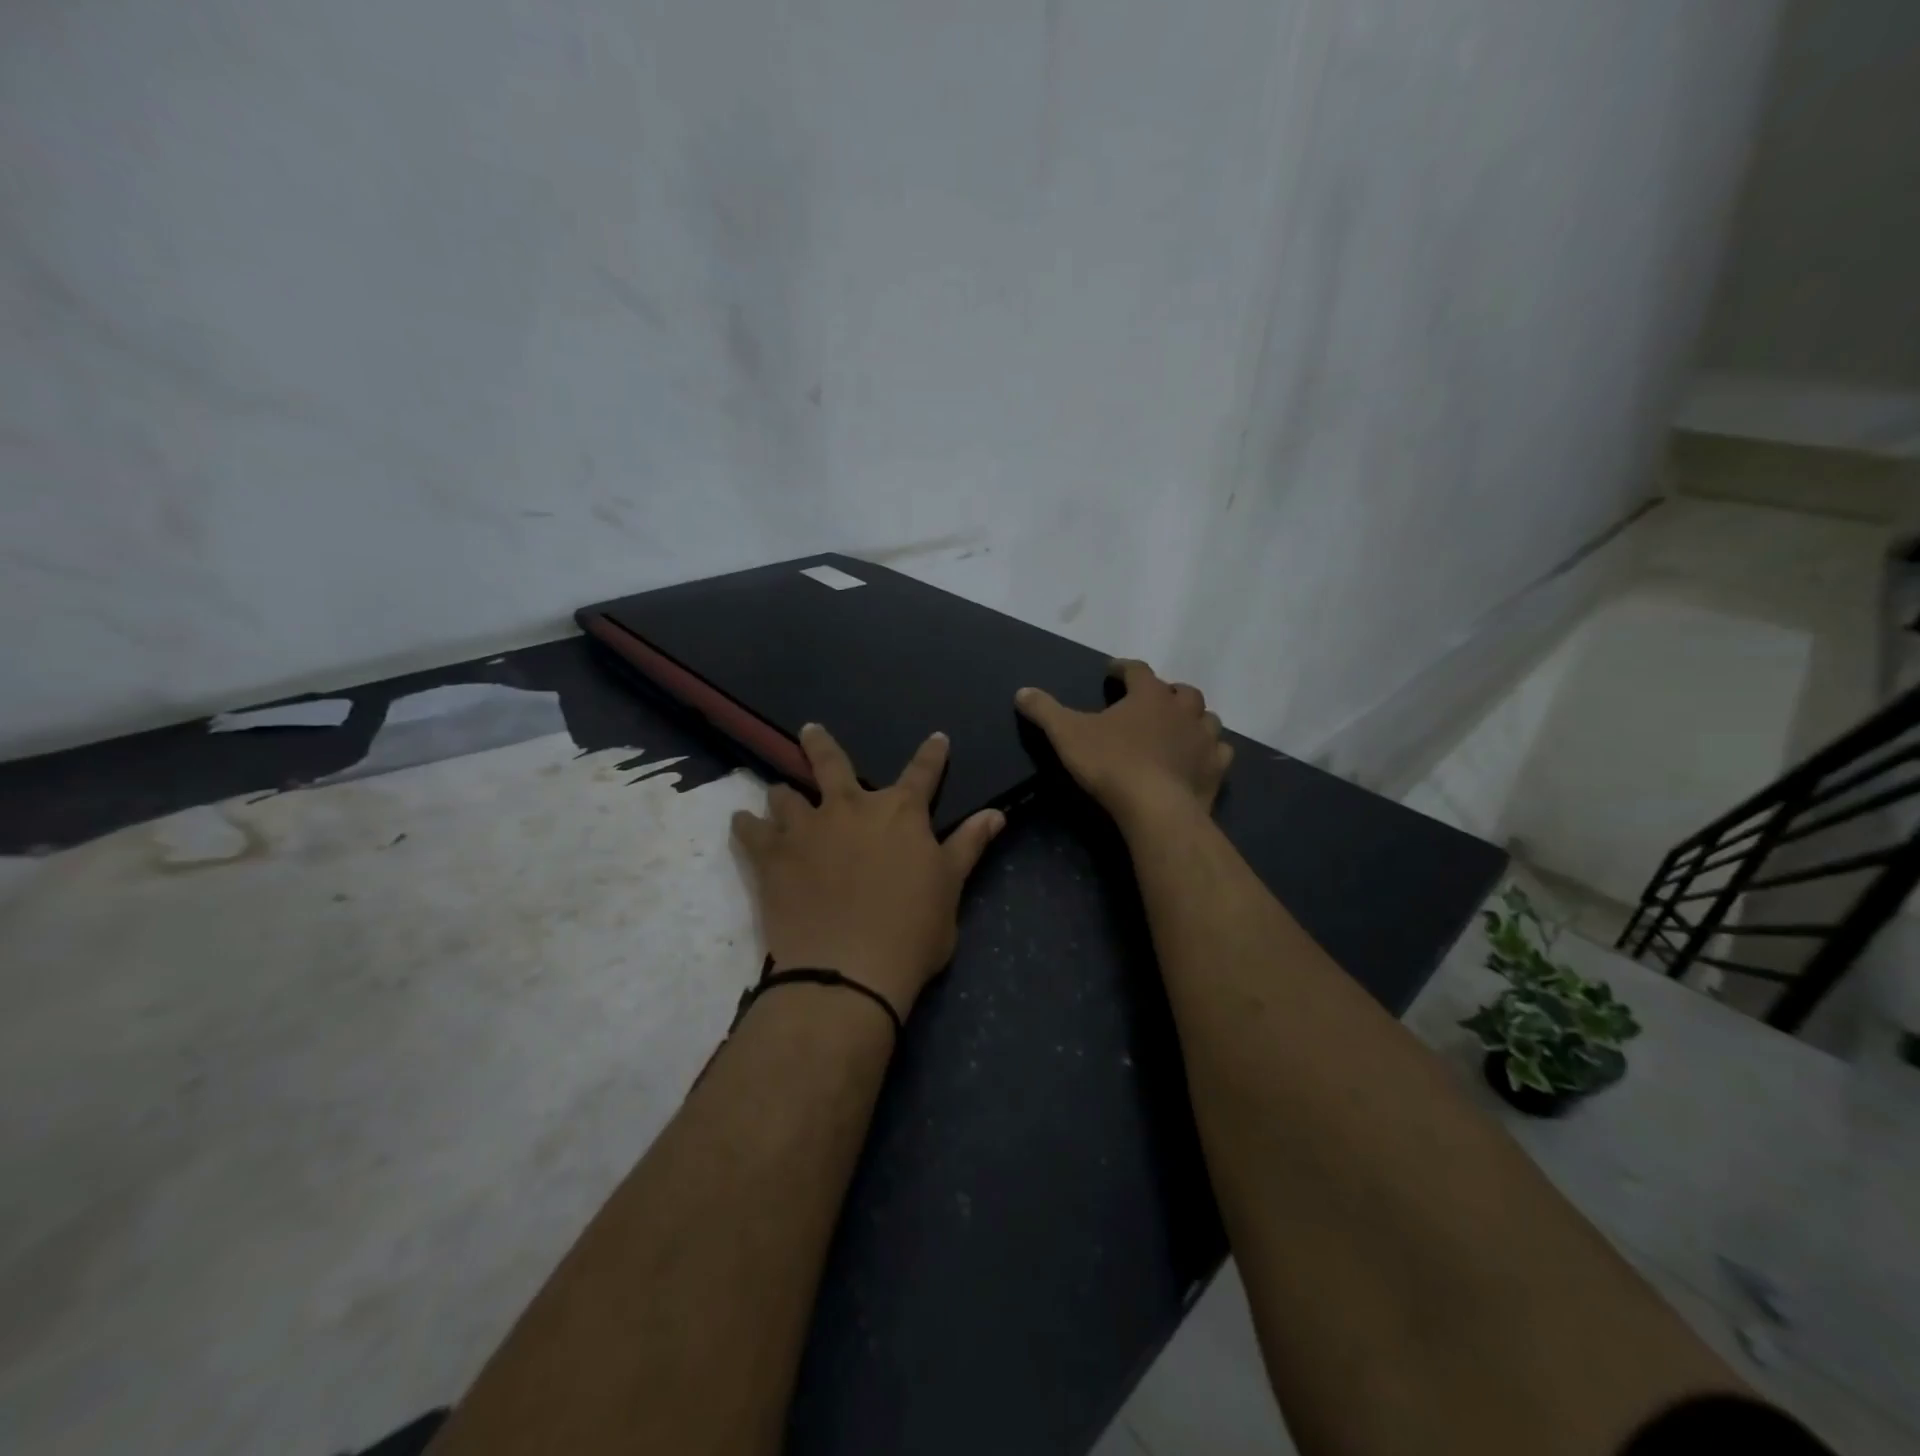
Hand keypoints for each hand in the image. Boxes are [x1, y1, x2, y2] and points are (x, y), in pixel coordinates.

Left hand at [731, 723, 1005, 1022]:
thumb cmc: (912, 931)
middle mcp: (851, 807)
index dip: (932, 755)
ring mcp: (807, 829)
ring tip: (777, 794)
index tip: (937, 738)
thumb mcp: (950, 888)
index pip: (923, 773)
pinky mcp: (772, 856)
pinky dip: (746, 825)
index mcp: (900, 813)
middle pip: (833, 763)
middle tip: (810, 730)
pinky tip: (742, 822)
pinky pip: (751, 830)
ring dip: (783, 793)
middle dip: (821, 744)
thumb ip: (969, 845)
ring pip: (785, 794)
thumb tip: (997, 813)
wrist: (848, 970)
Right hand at [1015, 659, 1232, 830]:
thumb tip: (1022, 692)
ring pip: (1207, 718)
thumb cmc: (1111, 764)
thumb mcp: (1067, 735)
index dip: (1124, 668)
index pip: (1137, 670)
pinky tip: (1200, 757)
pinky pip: (1220, 751)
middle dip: (1166, 692)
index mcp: (1149, 695)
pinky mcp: (1215, 769)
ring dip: (1193, 718)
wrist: (1156, 808)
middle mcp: (1182, 710)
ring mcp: (1204, 739)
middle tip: (1150, 701)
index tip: (1112, 672)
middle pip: (1181, 691)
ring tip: (1178, 727)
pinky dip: (1210, 750)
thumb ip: (1045, 711)